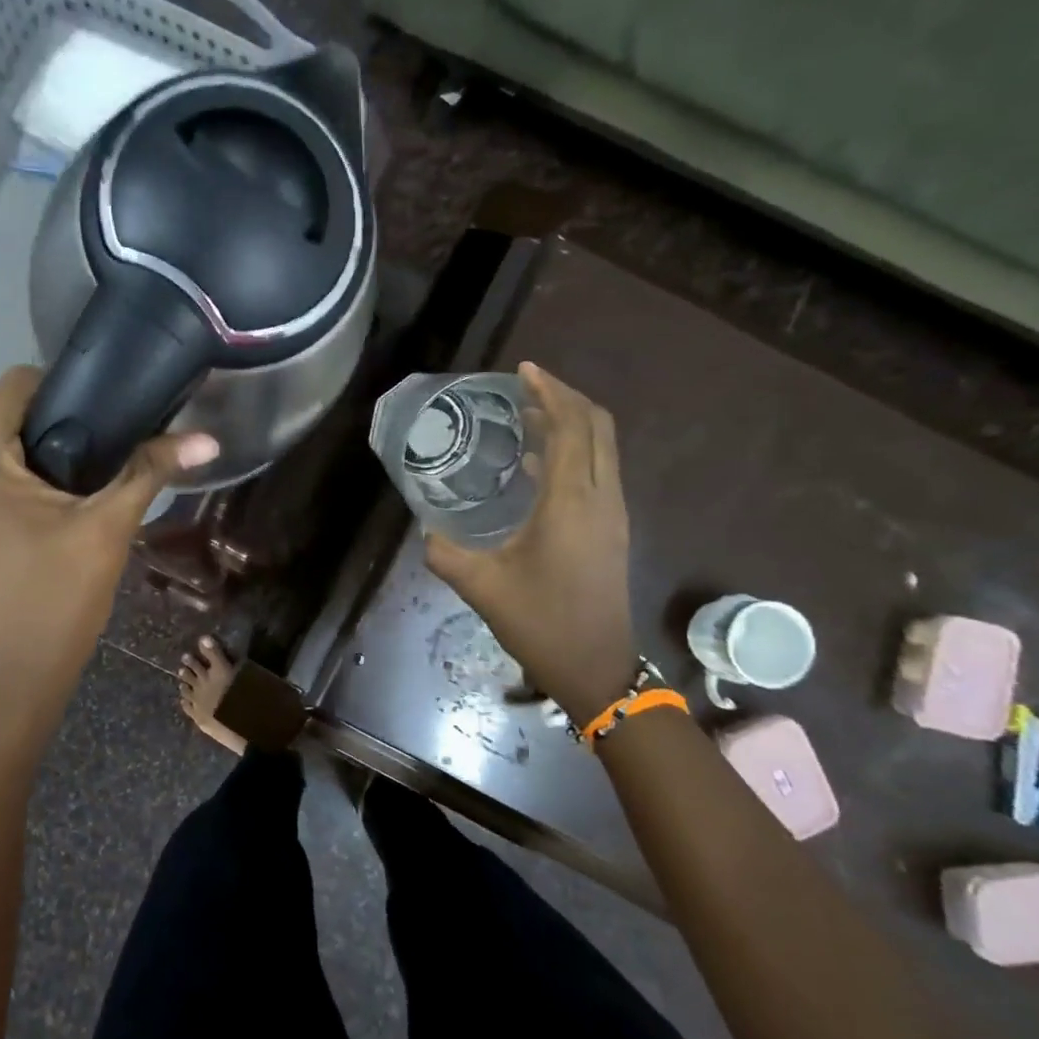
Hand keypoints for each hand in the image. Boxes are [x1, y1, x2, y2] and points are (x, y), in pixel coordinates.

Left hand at [0, 366, 217, 713]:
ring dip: (30, 465)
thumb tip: (208, 439)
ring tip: (79, 491)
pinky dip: (7, 493)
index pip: (15, 386)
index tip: (107, 416)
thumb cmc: (52, 603)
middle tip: (103, 457)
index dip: (65, 389)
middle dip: (52, 433)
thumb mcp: (107, 531)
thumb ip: (150, 472)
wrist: (3, 689)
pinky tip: (43, 523)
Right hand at [424, 362, 635, 719]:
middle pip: (596, 426)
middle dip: (564, 397)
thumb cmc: (540, 623)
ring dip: (571, 422)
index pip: (570, 427)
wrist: (596, 667)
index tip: (522, 371)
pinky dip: (574, 450)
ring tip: (529, 413)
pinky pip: (598, 470)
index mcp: (571, 503)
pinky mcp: (612, 529)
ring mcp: (613, 513)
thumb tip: (426, 529)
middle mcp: (601, 498)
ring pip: (602, 447)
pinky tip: (538, 461)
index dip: (549, 392)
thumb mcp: (481, 587)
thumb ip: (445, 552)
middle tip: (525, 386)